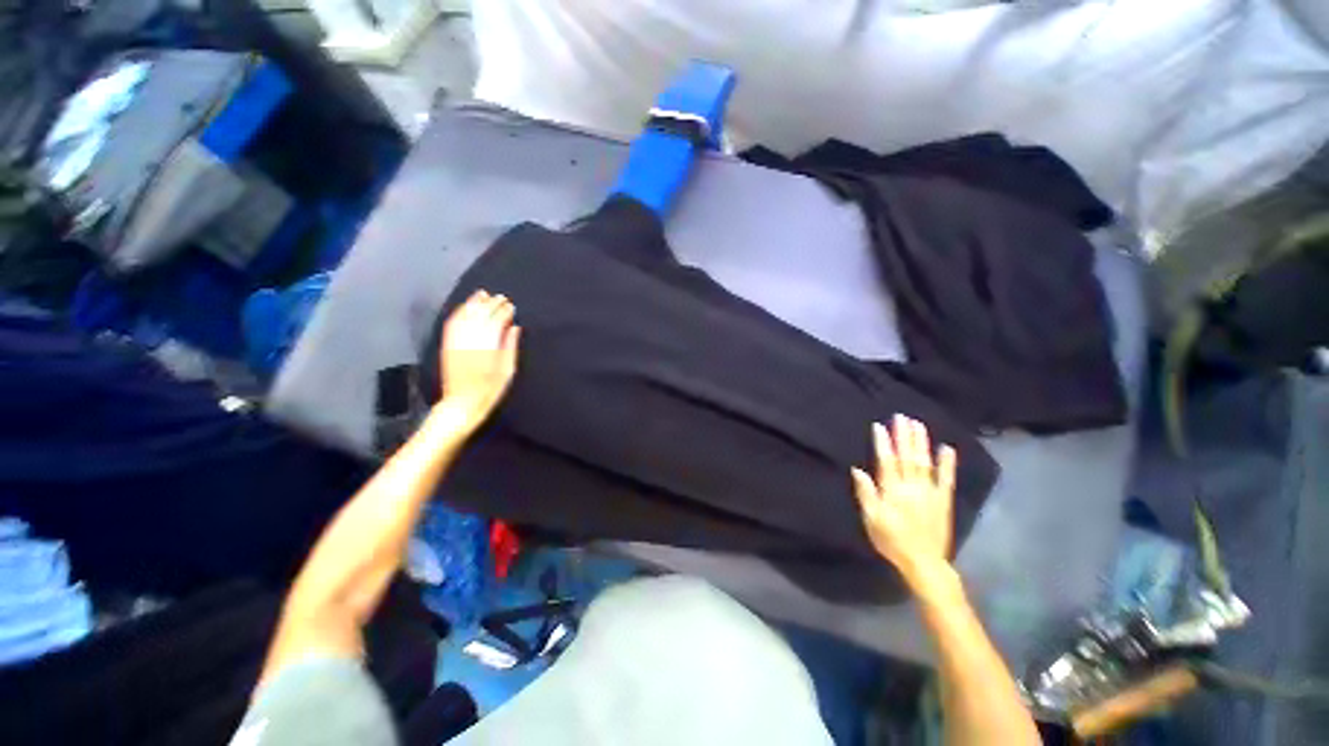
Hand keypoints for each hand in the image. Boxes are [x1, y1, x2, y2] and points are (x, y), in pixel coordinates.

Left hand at [438, 290, 520, 427]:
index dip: (504, 311)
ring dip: (474, 303)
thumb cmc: (490, 390)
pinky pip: (452, 323)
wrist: (462, 403)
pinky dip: (460, 312)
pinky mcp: (447, 344)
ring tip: (483, 294)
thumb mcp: (507, 370)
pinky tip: (466, 306)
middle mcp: (470, 339)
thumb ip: (510, 346)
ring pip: (465, 315)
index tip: (511, 306)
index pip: (496, 321)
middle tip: (501, 297)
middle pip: (481, 315)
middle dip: (491, 304)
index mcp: (488, 346)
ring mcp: (456, 341)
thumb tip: (514, 327)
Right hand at [851, 415, 957, 587]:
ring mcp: (930, 492)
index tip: (880, 426)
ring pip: (924, 462)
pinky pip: (947, 479)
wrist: (924, 562)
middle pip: (907, 457)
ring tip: (918, 424)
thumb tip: (858, 470)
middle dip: (903, 436)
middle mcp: (912, 487)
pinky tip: (947, 448)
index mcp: (892, 491)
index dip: (883, 443)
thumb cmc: (891, 540)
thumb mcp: (871, 519)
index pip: (887, 461)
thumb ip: (866, 493)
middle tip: (901, 417)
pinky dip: (947, 463)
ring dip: (921, 442)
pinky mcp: (944, 500)